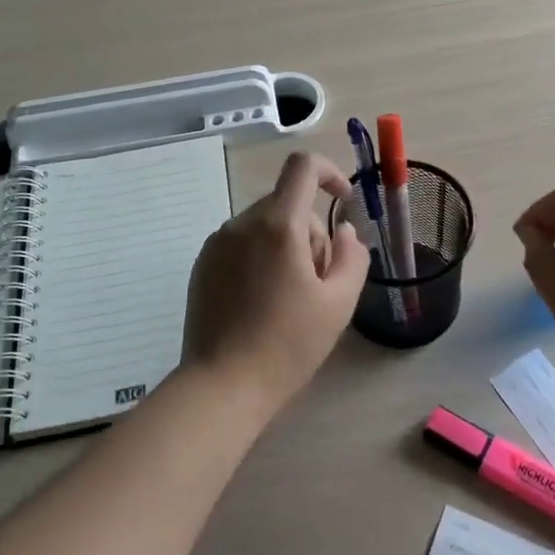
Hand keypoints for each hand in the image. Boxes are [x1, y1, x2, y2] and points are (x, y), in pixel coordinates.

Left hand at [182, 151, 369, 418]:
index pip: (302, 166)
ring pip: (265, 225)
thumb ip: (352, 256)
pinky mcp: (202, 265)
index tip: (343, 203)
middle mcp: (242, 223)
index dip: (329, 173)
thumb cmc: (287, 346)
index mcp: (278, 225)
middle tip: (318, 282)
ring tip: (289, 298)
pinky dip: (260, 257)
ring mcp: (217, 243)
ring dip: (286, 246)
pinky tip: (262, 303)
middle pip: (287, 203)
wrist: (221, 387)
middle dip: (311, 232)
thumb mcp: (338, 303)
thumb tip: (344, 231)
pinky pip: (242, 243)